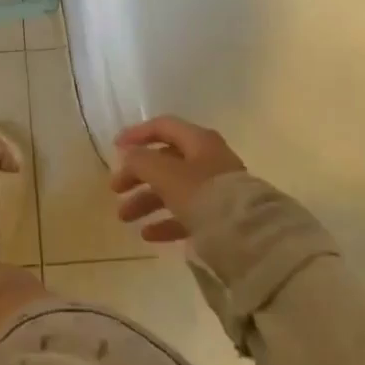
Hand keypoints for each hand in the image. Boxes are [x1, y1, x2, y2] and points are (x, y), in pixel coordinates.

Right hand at [110, 116, 245, 243]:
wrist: (249, 237)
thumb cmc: (203, 194)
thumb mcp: (165, 173)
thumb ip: (141, 160)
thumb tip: (128, 154)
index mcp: (198, 141)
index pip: (163, 127)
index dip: (137, 134)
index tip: (114, 148)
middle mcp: (207, 160)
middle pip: (165, 161)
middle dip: (137, 175)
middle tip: (115, 189)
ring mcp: (215, 189)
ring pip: (173, 189)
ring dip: (146, 200)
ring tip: (125, 217)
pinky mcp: (220, 217)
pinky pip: (186, 214)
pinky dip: (165, 221)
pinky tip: (148, 235)